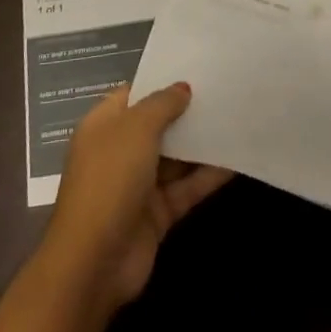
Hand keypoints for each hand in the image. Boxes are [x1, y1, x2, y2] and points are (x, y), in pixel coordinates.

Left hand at [40, 83, 233, 317]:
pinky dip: (208, 176)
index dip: (161, 82)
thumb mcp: (135, 129)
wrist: (95, 262)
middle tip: (224, 91)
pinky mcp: (157, 213)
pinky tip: (236, 160)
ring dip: (201, 142)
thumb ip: (162, 105)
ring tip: (235, 119)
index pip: (134, 94)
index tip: (195, 69)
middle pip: (157, 125)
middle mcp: (119, 151)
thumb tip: (183, 87)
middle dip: (186, 111)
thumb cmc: (110, 180)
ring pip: (175, 157)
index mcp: (104, 125)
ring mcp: (138, 184)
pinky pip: (186, 188)